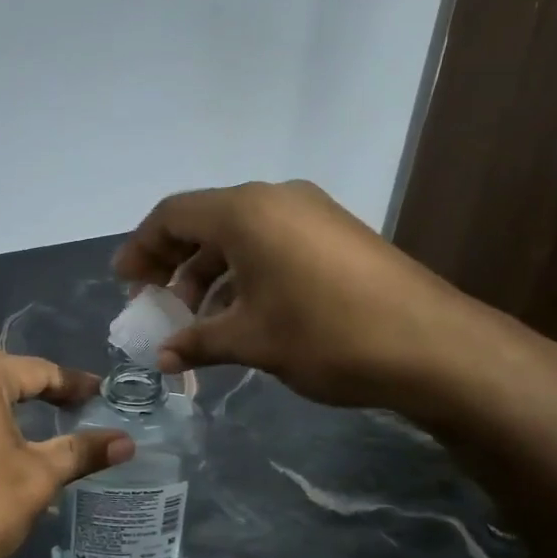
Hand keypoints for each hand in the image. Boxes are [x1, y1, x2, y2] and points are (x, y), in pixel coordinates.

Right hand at [114, 180, 540, 419]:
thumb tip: (162, 359)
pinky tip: (242, 314)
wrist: (431, 345)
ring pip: (241, 235)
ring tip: (198, 319)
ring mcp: (311, 212)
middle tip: (157, 305)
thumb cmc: (325, 335)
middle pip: (205, 221)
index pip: (172, 214)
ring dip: (210, 273)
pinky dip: (246, 273)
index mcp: (246, 211)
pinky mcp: (337, 233)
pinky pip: (273, 243)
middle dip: (173, 263)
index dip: (141, 247)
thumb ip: (197, 343)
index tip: (125, 283)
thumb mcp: (251, 341)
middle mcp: (276, 198)